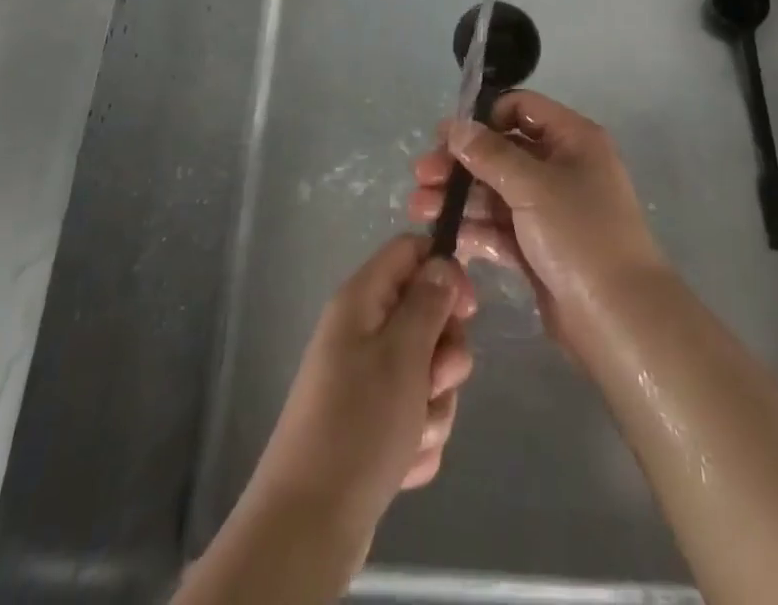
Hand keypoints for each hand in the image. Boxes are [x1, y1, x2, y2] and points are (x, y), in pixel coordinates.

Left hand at [242, 235, 475, 549]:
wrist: (309, 525)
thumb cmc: (359, 424)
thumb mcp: (403, 353)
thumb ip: (428, 302)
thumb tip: (442, 263)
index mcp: (362, 300)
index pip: (410, 251)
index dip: (444, 270)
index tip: (467, 310)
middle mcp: (362, 332)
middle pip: (425, 314)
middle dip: (445, 353)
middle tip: (436, 379)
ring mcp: (366, 380)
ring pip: (426, 370)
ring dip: (434, 404)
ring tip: (414, 432)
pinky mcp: (372, 424)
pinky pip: (414, 413)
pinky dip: (418, 436)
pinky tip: (404, 461)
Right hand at [407, 91, 667, 349]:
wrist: (620, 320)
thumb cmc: (581, 235)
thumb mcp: (534, 186)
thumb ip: (490, 155)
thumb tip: (456, 127)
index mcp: (572, 140)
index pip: (522, 109)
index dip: (484, 118)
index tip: (446, 136)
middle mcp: (561, 167)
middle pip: (502, 152)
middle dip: (460, 163)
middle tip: (420, 175)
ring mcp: (548, 210)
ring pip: (495, 192)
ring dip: (458, 197)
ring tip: (417, 208)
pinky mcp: (537, 248)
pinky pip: (498, 228)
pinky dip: (472, 229)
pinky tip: (441, 235)